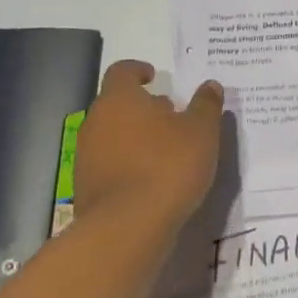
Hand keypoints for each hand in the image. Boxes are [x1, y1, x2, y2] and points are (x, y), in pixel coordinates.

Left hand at [71, 61, 224, 231]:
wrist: (128, 228)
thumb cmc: (167, 166)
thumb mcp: (201, 131)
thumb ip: (206, 105)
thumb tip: (210, 85)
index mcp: (119, 99)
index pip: (122, 71)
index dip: (138, 70)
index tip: (154, 76)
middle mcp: (96, 122)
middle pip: (117, 104)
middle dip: (142, 107)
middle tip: (170, 116)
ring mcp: (86, 157)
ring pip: (112, 135)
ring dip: (135, 137)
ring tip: (165, 150)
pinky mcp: (86, 188)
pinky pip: (110, 164)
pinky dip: (128, 164)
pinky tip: (152, 179)